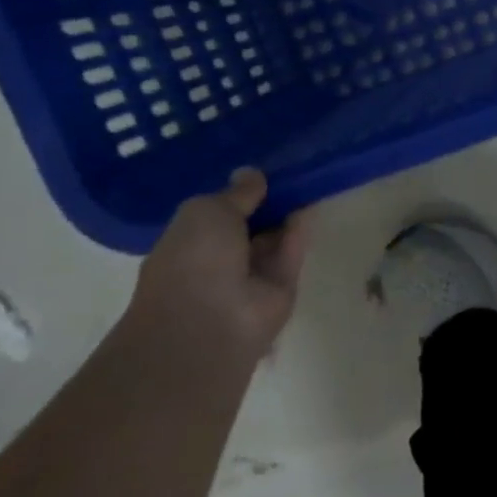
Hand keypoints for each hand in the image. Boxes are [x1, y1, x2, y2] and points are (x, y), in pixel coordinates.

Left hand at [127, 169, 310, 365]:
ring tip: (307, 181)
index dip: (236, 194)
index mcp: (186, 245)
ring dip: (286, 215)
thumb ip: (235, 193)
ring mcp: (249, 278)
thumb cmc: (193, 261)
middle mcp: (217, 262)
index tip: (258, 172)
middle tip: (289, 172)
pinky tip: (310, 206)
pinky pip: (291, 253)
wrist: (211, 323)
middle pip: (247, 227)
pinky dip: (299, 232)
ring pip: (272, 240)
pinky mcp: (281, 289)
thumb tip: (252, 174)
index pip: (215, 216)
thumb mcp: (206, 211)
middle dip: (265, 204)